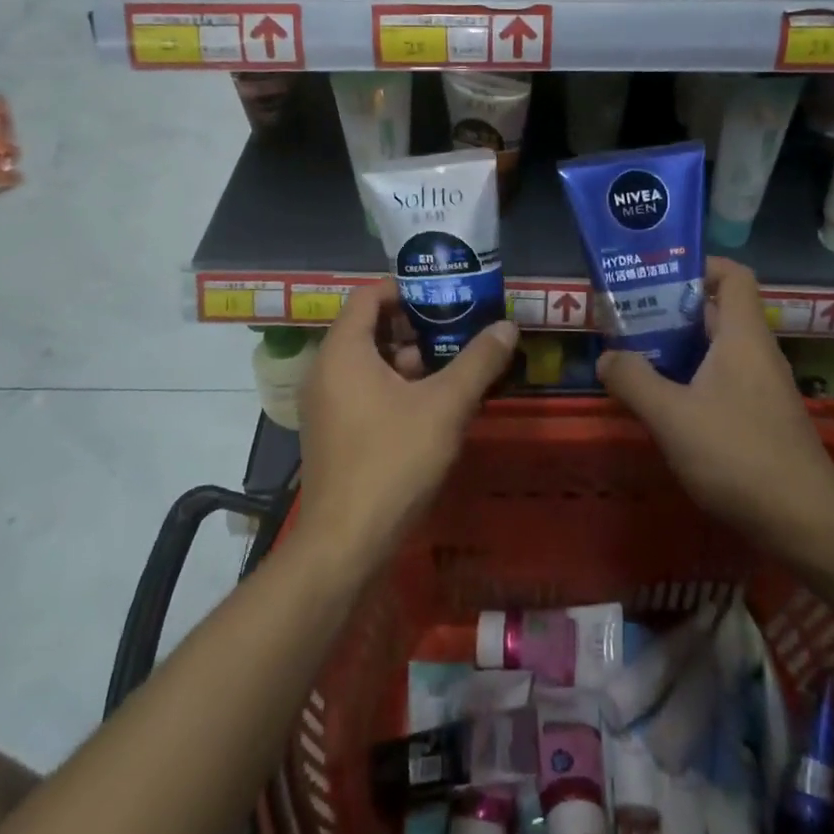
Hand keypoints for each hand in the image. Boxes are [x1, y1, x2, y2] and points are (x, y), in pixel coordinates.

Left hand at [296, 282, 517, 572]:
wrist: (345, 544)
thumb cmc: (393, 461)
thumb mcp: (445, 406)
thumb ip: (478, 362)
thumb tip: (508, 326)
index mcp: (343, 350)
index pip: (369, 295)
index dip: (407, 289)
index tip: (445, 296)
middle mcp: (325, 369)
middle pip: (369, 327)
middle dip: (414, 326)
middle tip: (457, 330)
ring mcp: (325, 403)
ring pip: (368, 362)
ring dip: (407, 359)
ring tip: (453, 367)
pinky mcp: (331, 431)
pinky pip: (362, 389)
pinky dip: (394, 386)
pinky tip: (431, 405)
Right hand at [596, 257, 833, 552]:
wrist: (806, 523)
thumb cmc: (738, 454)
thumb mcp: (671, 415)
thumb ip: (633, 379)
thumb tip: (607, 356)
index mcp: (742, 335)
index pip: (731, 275)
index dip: (697, 266)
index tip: (655, 277)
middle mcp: (756, 352)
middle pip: (715, 311)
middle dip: (670, 310)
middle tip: (626, 318)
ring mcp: (762, 387)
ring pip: (716, 349)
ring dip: (677, 349)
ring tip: (634, 358)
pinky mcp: (761, 418)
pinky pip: (722, 380)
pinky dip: (691, 380)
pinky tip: (663, 404)